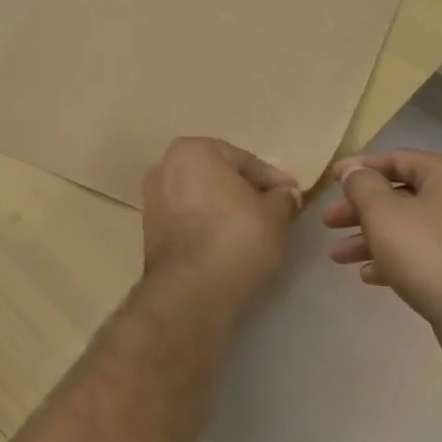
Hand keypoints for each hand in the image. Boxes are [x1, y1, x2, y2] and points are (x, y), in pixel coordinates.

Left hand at [141, 138, 299, 308]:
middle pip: (218, 175)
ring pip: (200, 196)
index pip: (244, 160)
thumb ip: (282, 198)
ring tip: (252, 227)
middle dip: (245, 190)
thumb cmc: (236, 238)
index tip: (292, 194)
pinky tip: (226, 240)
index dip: (272, 179)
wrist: (191, 289)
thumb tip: (285, 194)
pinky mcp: (149, 229)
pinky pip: (187, 217)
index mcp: (193, 151)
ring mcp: (152, 198)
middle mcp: (165, 167)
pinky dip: (207, 223)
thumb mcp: (274, 215)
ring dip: (225, 207)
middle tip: (274, 208)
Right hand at [324, 150, 441, 341]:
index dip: (360, 167)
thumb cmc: (426, 251)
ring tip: (337, 256)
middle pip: (402, 195)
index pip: (398, 159)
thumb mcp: (382, 212)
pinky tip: (369, 275)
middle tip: (329, 222)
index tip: (331, 180)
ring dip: (371, 238)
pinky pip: (424, 253)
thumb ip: (362, 186)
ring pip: (410, 227)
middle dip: (360, 210)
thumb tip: (355, 173)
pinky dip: (395, 258)